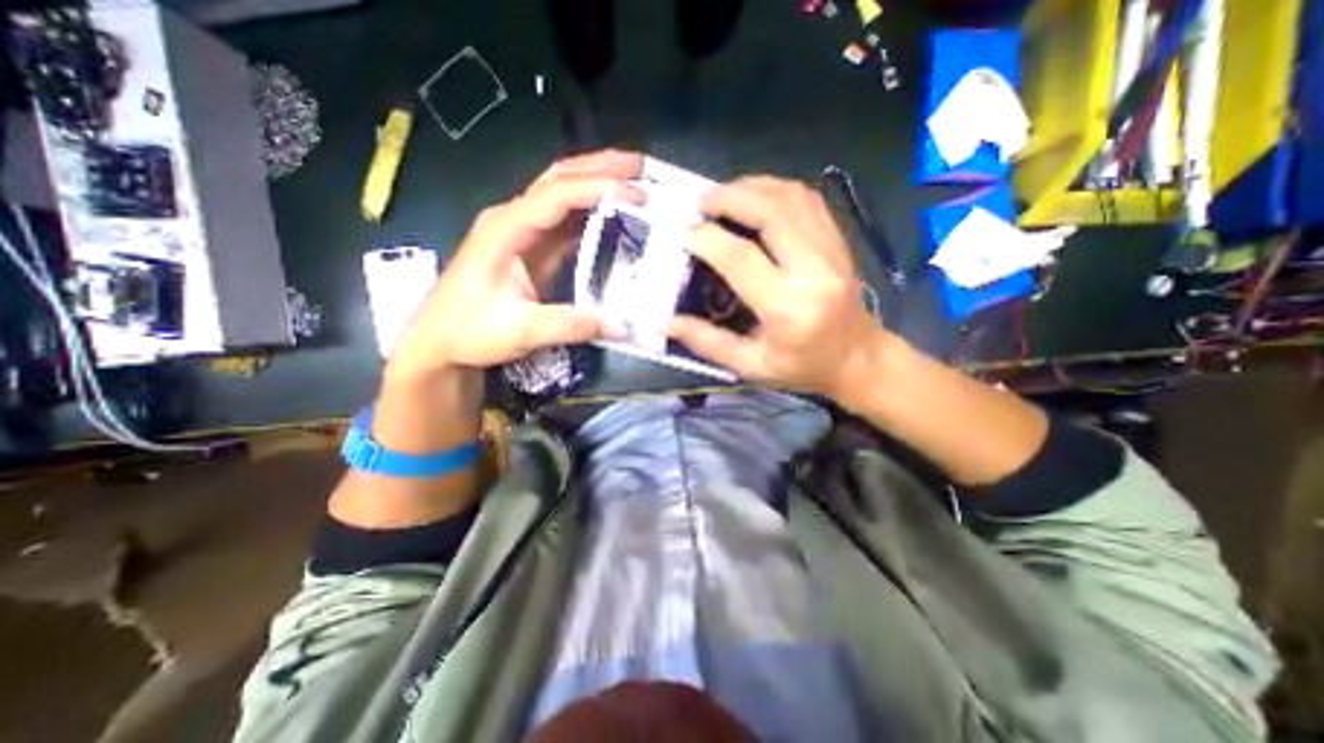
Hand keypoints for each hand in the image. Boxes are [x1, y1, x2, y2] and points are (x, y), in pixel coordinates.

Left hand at [386, 150, 642, 382]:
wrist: (440, 342)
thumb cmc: (470, 331)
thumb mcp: (521, 330)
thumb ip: (570, 324)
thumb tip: (620, 324)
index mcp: (506, 228)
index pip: (556, 194)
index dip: (597, 188)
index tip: (636, 194)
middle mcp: (513, 219)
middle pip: (558, 178)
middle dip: (599, 167)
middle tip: (639, 167)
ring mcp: (521, 232)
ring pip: (562, 195)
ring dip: (596, 185)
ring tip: (633, 184)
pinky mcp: (530, 248)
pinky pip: (564, 222)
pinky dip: (590, 214)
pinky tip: (612, 217)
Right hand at [673, 175, 888, 406]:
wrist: (857, 358)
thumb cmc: (801, 367)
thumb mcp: (750, 365)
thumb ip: (707, 342)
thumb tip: (667, 321)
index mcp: (787, 308)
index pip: (740, 258)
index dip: (707, 239)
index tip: (685, 233)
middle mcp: (813, 270)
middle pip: (770, 212)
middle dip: (729, 197)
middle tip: (701, 203)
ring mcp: (831, 250)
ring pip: (791, 197)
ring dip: (752, 187)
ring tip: (723, 196)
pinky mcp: (838, 241)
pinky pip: (807, 200)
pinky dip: (777, 190)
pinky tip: (756, 198)